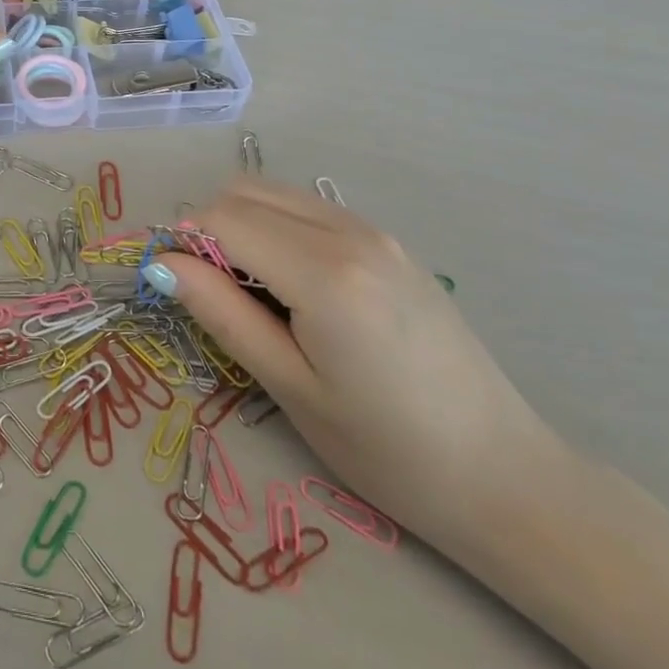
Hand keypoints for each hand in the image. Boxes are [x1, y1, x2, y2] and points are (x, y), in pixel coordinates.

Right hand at [153, 177, 560, 553]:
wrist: (505, 476)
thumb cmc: (387, 450)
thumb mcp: (290, 387)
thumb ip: (222, 313)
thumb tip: (163, 263)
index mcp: (324, 272)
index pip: (221, 219)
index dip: (183, 245)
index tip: (176, 289)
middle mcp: (349, 231)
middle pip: (245, 191)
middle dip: (210, 229)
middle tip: (214, 296)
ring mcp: (376, 231)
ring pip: (277, 194)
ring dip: (245, 226)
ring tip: (255, 296)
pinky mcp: (391, 243)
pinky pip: (311, 211)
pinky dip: (280, 230)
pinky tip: (296, 289)